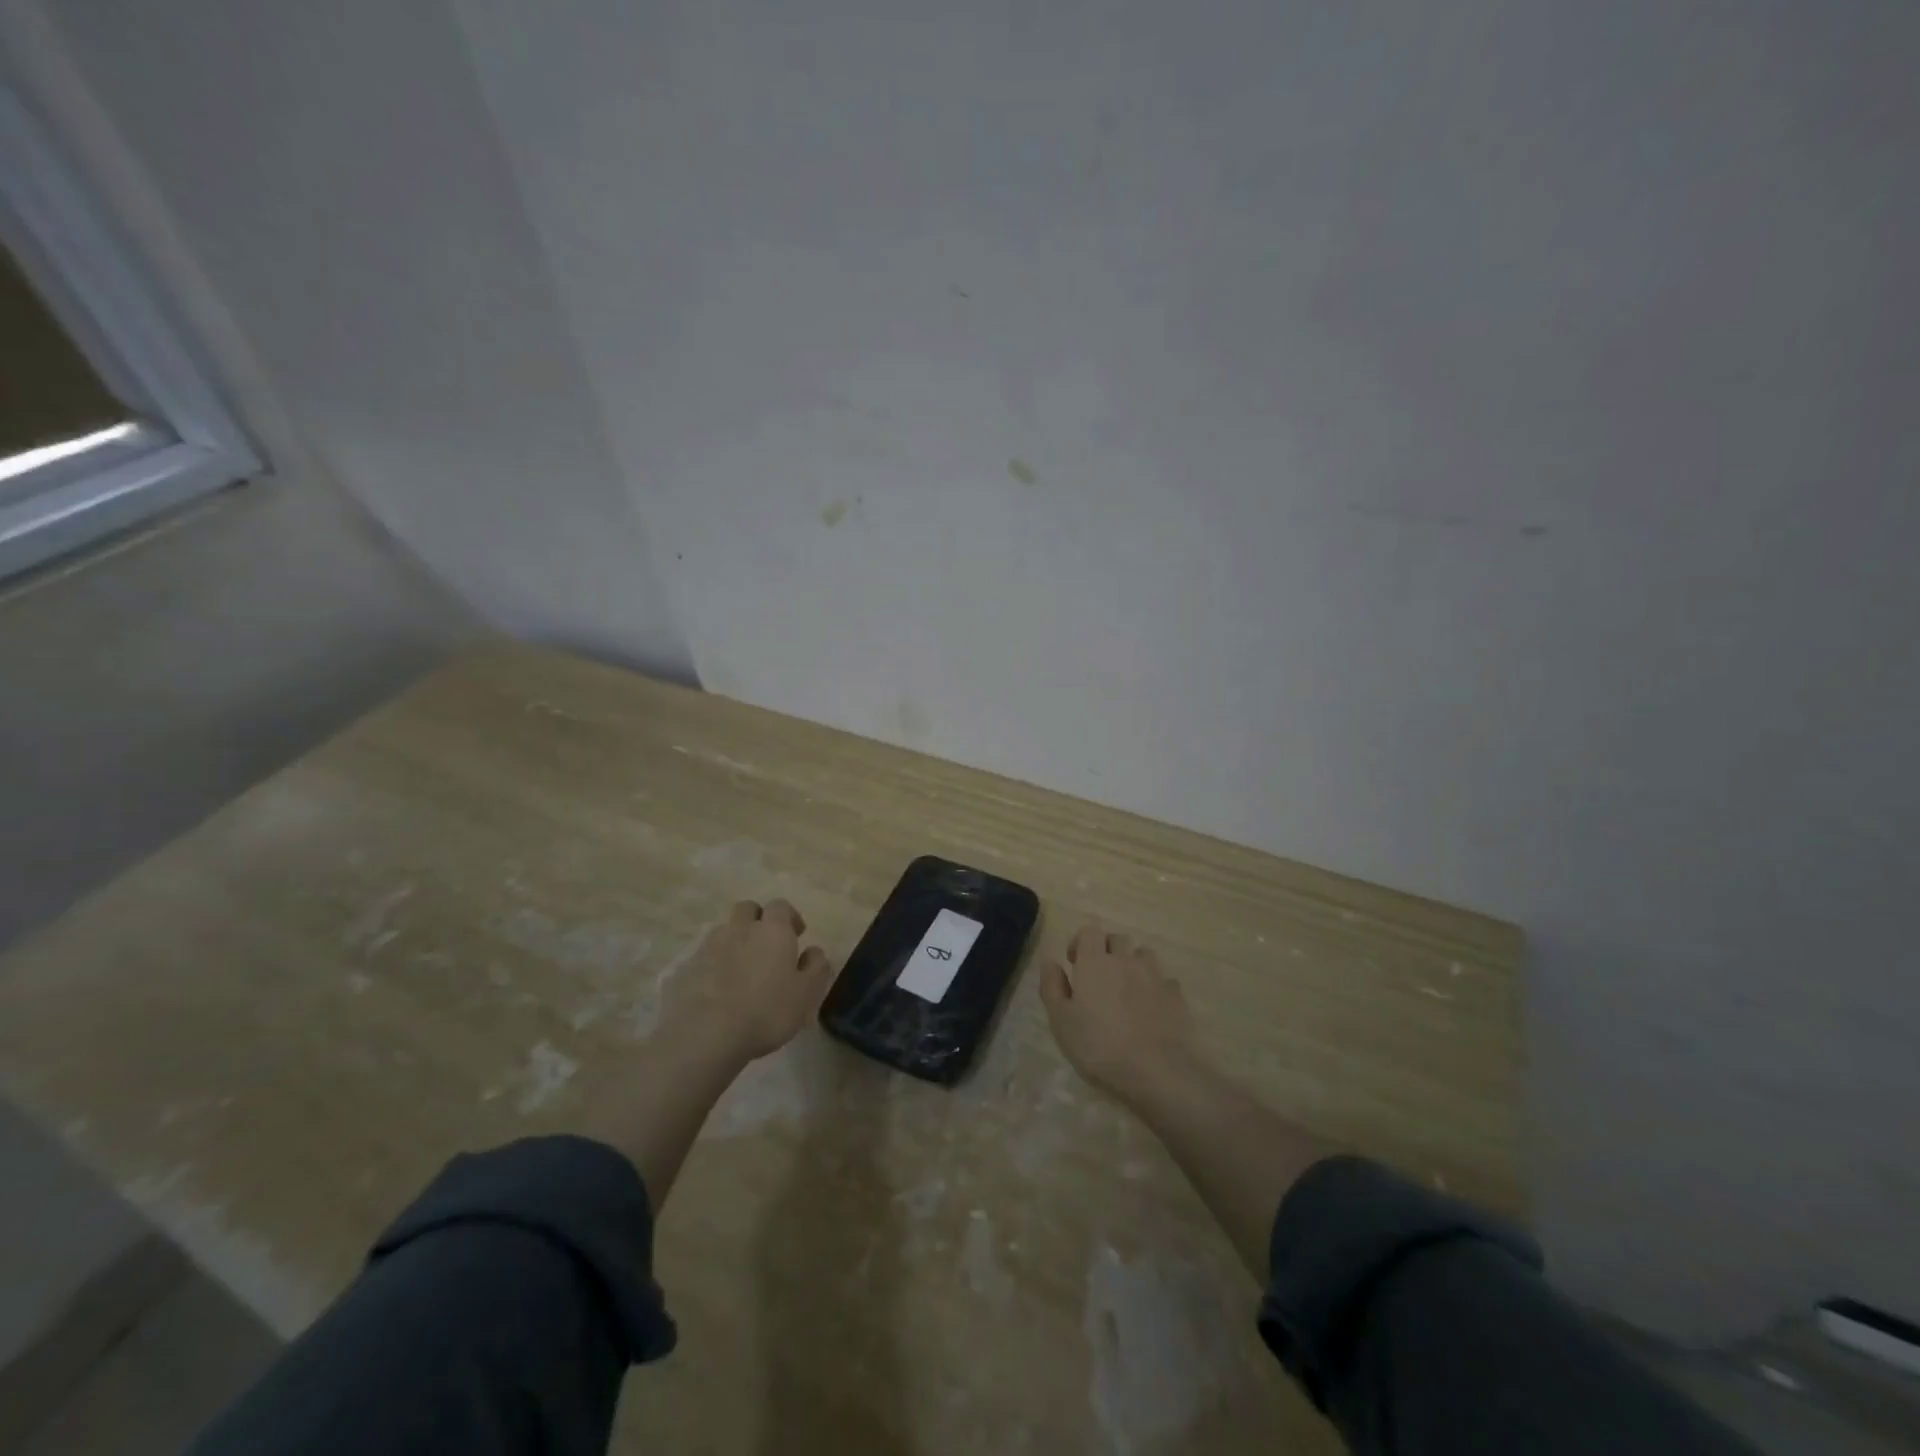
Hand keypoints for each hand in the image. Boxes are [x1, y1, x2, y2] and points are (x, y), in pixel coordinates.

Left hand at [668, 899, 833, 1062]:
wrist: (706, 1035)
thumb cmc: (766, 1011)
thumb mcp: (807, 994)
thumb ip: (816, 967)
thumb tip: (813, 951)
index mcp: (772, 930)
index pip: (781, 906)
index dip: (790, 917)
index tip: (797, 935)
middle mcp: (740, 929)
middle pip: (747, 909)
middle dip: (758, 920)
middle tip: (766, 945)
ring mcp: (709, 947)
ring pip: (724, 931)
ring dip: (734, 941)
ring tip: (741, 969)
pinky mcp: (686, 968)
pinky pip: (704, 957)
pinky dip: (713, 965)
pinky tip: (717, 989)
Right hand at [1040, 923, 1199, 1104]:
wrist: (1159, 1071)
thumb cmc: (1100, 1047)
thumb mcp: (1061, 1022)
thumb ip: (1052, 987)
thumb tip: (1050, 962)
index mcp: (1095, 962)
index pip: (1090, 931)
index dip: (1080, 942)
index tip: (1074, 963)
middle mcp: (1126, 960)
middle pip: (1118, 939)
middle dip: (1108, 951)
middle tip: (1100, 978)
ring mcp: (1155, 976)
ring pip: (1144, 955)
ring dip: (1134, 965)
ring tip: (1127, 991)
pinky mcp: (1177, 996)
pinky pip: (1164, 980)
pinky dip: (1155, 988)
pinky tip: (1151, 1010)